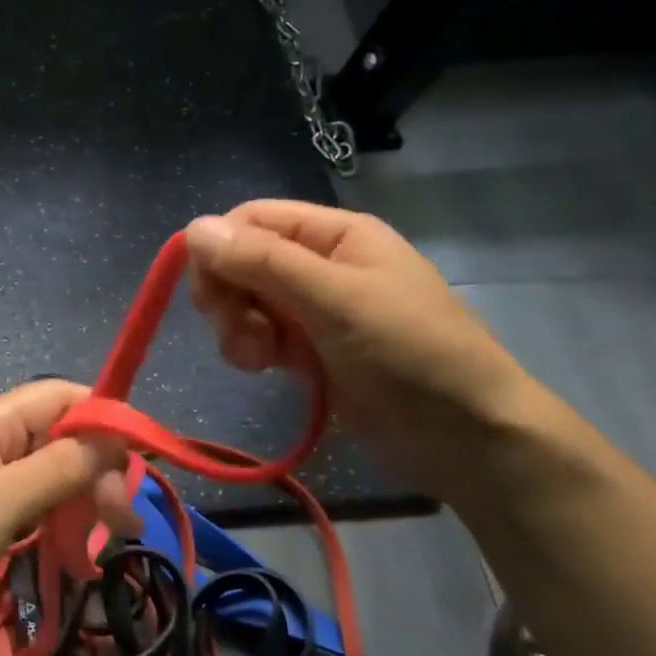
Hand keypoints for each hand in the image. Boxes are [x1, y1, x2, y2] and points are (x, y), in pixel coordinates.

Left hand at [0, 380, 133, 648]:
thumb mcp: (1, 501)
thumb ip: (60, 466)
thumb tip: (112, 438)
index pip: (63, 396)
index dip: (105, 418)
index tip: (140, 461)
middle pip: (61, 438)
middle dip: (98, 471)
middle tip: (123, 522)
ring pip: (49, 475)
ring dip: (81, 501)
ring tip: (105, 540)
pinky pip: (29, 505)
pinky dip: (55, 522)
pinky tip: (72, 551)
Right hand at [184, 201, 535, 491]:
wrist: (462, 435)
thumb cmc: (408, 352)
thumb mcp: (336, 299)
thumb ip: (264, 261)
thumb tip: (193, 228)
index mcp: (335, 234)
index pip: (251, 220)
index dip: (220, 249)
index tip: (210, 293)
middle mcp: (319, 263)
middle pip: (240, 260)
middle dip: (227, 294)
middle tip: (236, 330)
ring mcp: (311, 308)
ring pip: (242, 300)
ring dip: (236, 327)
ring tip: (258, 358)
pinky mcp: (306, 349)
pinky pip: (257, 334)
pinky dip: (250, 348)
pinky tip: (266, 367)